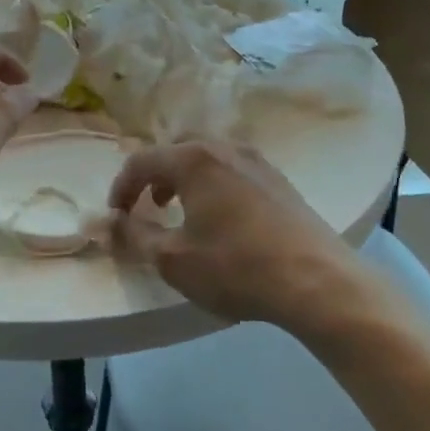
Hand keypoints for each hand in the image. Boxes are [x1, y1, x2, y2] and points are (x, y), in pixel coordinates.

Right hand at [109, 140, 377, 329]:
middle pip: (177, 150)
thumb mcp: (173, 260)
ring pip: (208, 158)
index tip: (116, 216)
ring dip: (186, 179)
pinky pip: (233, 171)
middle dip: (155, 176)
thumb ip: (135, 236)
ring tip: (183, 212)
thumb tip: (111, 222)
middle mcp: (225, 148)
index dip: (122, 188)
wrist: (318, 281)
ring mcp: (258, 161)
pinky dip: (214, 185)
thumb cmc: (235, 267)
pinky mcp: (280, 181)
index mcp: (193, 160)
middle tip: (149, 206)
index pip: (142, 161)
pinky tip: (222, 220)